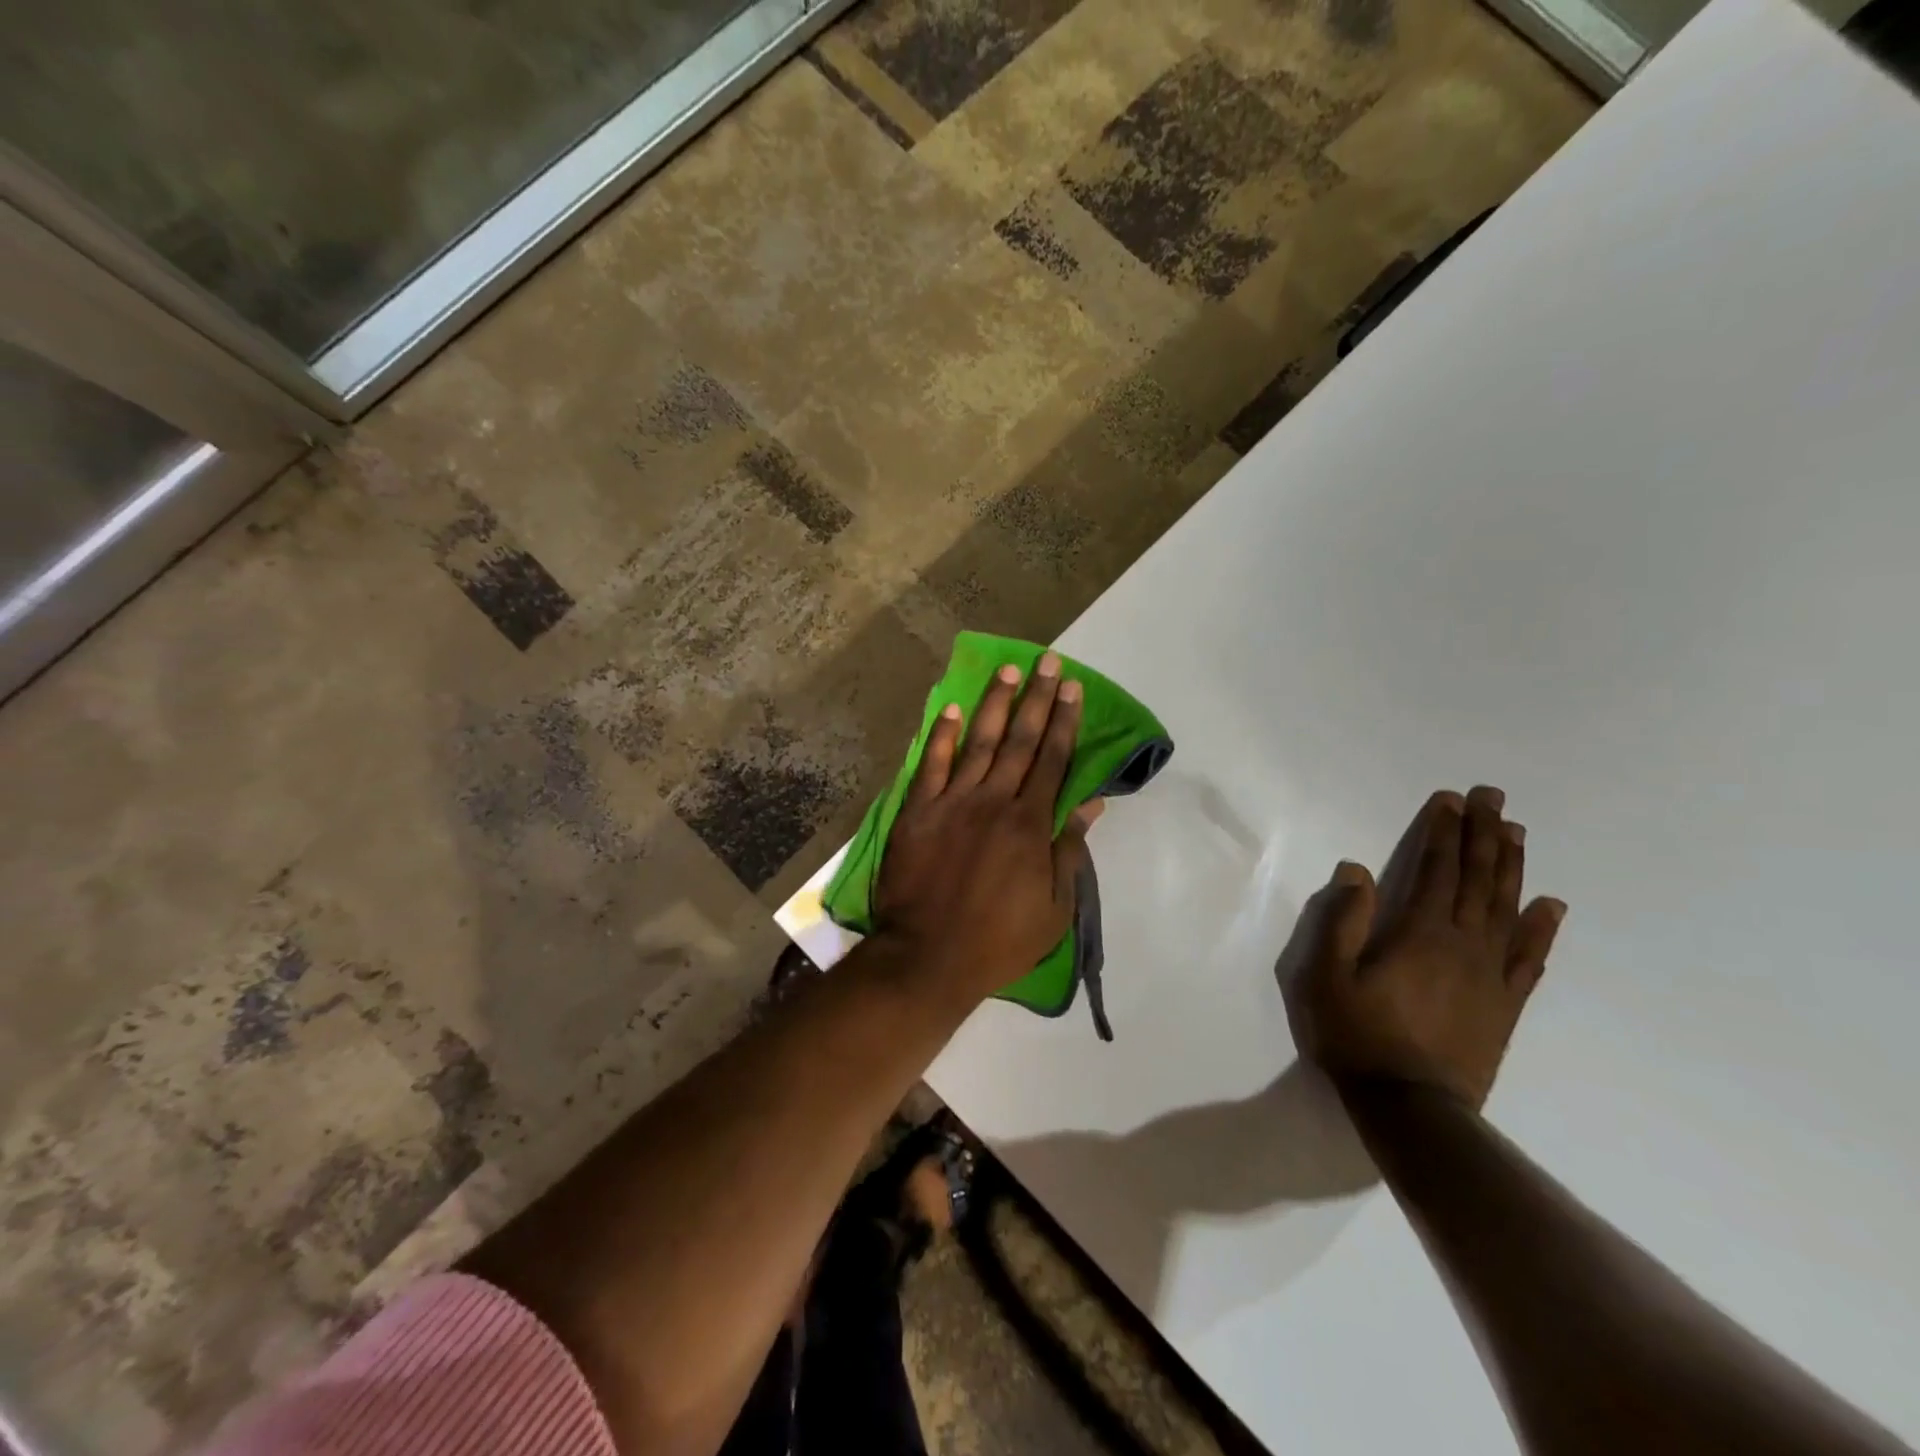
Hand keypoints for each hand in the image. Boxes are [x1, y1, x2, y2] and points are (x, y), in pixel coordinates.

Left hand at [874, 653, 1102, 1005]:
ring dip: (995, 705)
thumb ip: (1069, 850)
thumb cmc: (999, 940)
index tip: (1071, 688)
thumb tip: (1091, 803)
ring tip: (1007, 671)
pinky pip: (931, 765)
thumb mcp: (1054, 908)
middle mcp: (993, 802)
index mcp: (1030, 824)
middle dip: (1036, 699)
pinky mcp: (917, 812)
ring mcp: (952, 803)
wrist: (928, 957)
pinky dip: (943, 736)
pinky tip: (953, 709)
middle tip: (1046, 662)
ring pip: (979, 743)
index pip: (1053, 760)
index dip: (1064, 722)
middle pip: (1020, 741)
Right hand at [1277, 786, 1565, 1108]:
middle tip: (1493, 798)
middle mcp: (1463, 944)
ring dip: (1511, 867)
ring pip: (1507, 908)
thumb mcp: (1327, 975)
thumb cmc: (1358, 1035)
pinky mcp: (1504, 1004)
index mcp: (1420, 933)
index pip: (1435, 869)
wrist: (1412, 1108)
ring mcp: (1490, 975)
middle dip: (1482, 835)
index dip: (1443, 832)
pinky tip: (1551, 906)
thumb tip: (1357, 870)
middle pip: (1477, 879)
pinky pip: (1529, 958)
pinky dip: (1542, 929)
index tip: (1451, 799)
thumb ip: (1342, 920)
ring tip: (1515, 832)